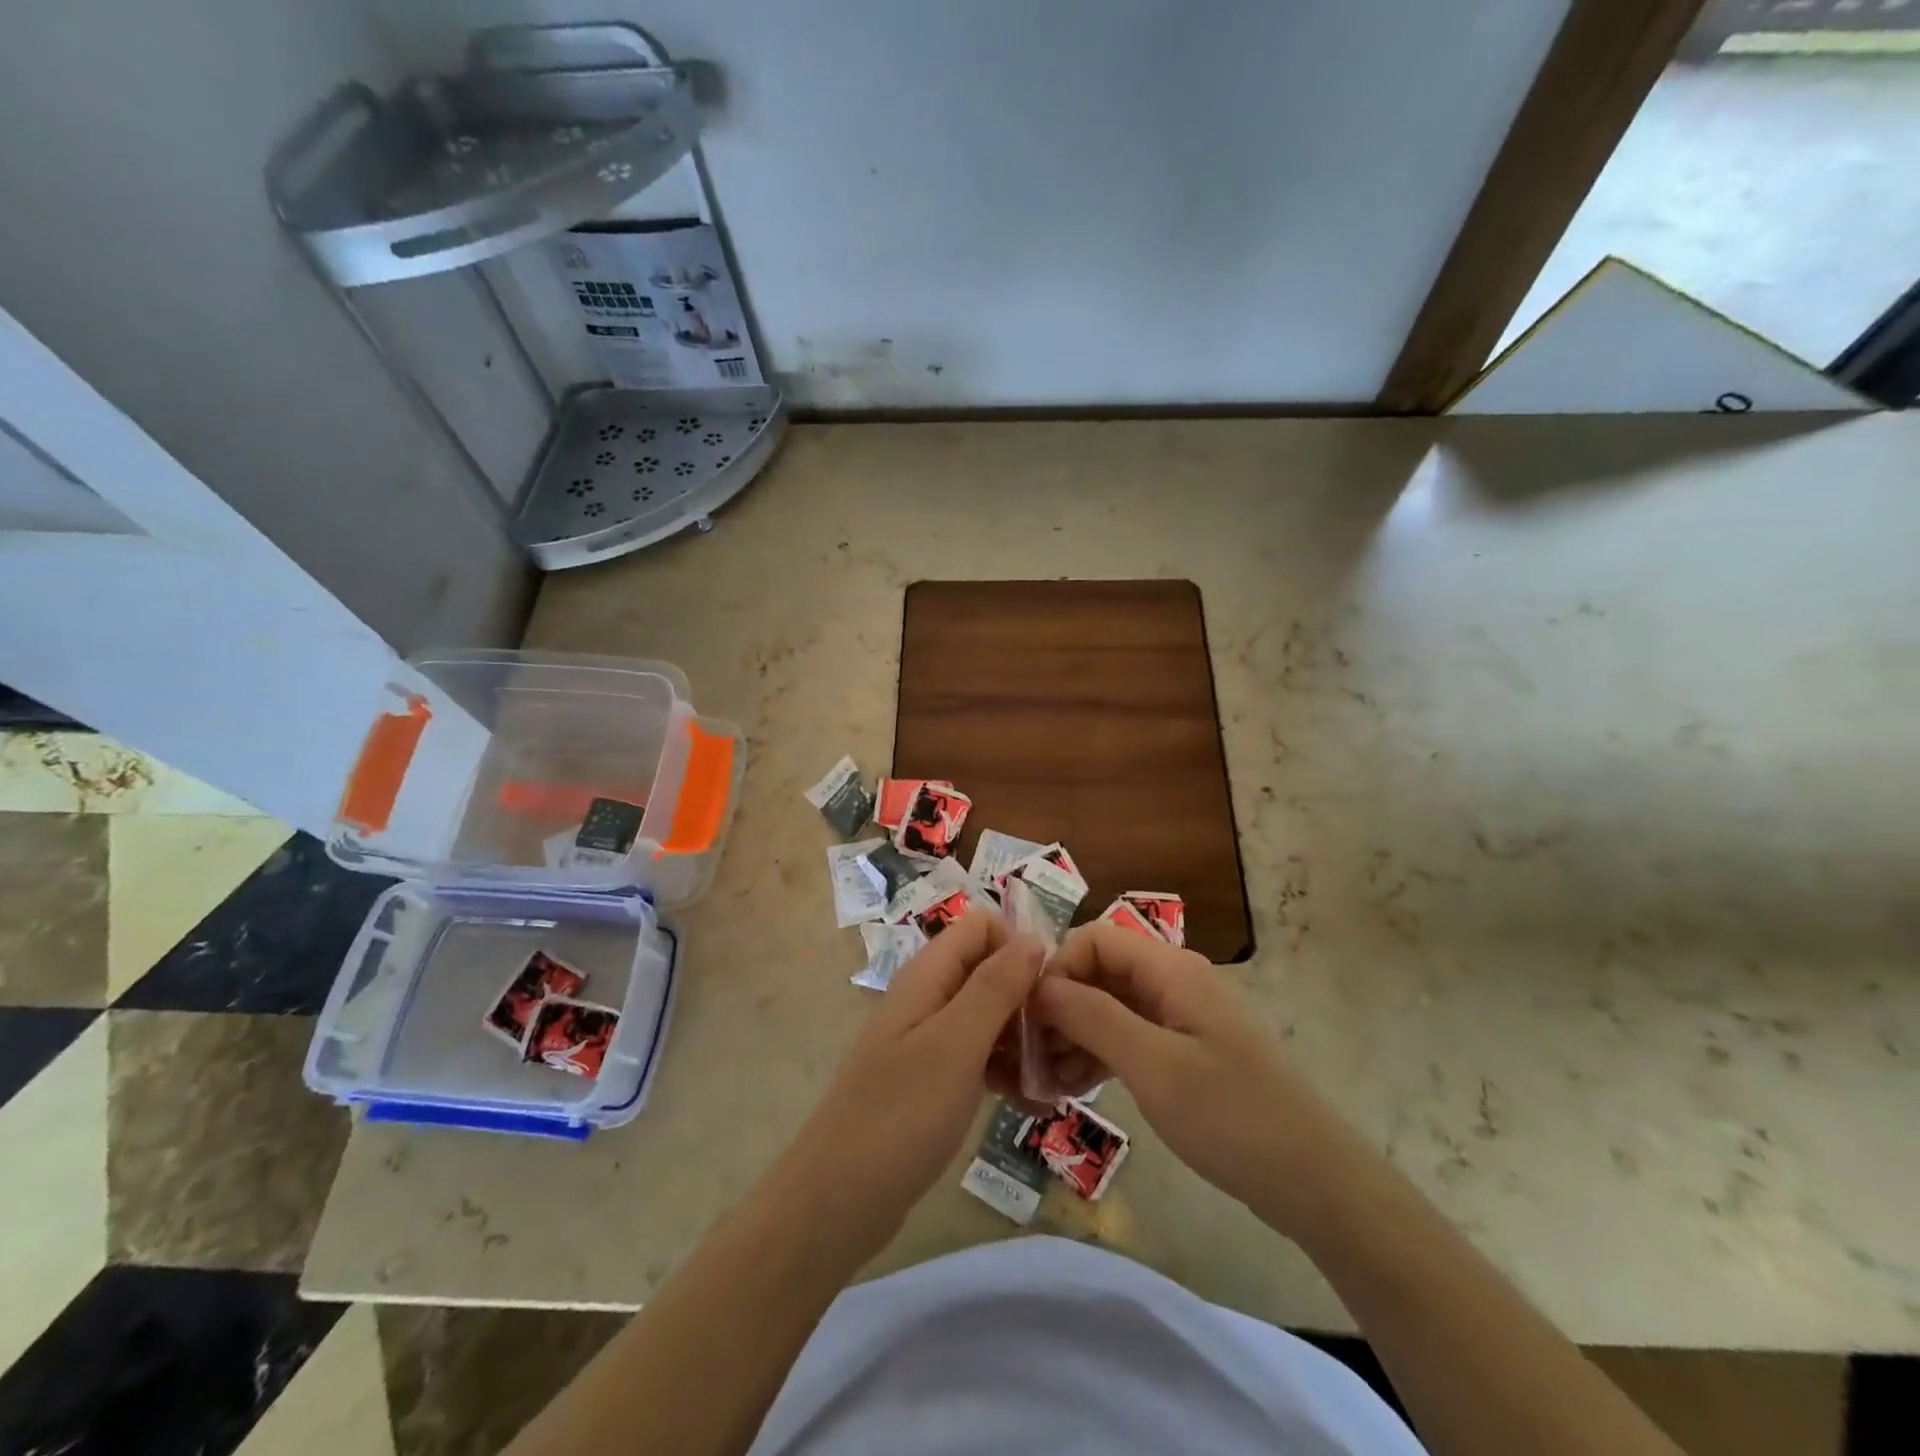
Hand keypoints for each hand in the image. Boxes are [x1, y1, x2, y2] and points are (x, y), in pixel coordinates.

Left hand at [775, 911, 1043, 1258]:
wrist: (837, 1201)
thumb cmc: (899, 1115)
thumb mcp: (955, 1044)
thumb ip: (994, 987)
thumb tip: (1034, 938)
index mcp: (928, 975)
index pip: (983, 927)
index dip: (1020, 947)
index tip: (1049, 993)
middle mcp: (929, 997)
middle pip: (990, 970)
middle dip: (1030, 998)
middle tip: (1061, 1045)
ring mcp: (929, 1040)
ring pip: (990, 1016)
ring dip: (1024, 1039)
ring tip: (1056, 1080)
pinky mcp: (934, 1080)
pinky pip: (980, 1057)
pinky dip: (1007, 1071)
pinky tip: (1034, 1104)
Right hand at [1034, 923, 1355, 1234]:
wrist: (1317, 1183)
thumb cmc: (1232, 1117)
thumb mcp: (1153, 1066)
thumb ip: (1092, 1016)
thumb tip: (1039, 983)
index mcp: (1171, 970)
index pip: (1095, 939)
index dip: (1057, 968)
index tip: (1029, 1017)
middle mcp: (1174, 982)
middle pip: (1099, 973)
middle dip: (1060, 1008)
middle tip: (1030, 1059)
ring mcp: (1181, 1017)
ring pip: (1110, 1007)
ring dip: (1075, 1036)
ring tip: (1047, 1083)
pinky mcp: (1185, 1050)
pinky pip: (1129, 1036)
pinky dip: (1099, 1055)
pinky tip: (1075, 1089)